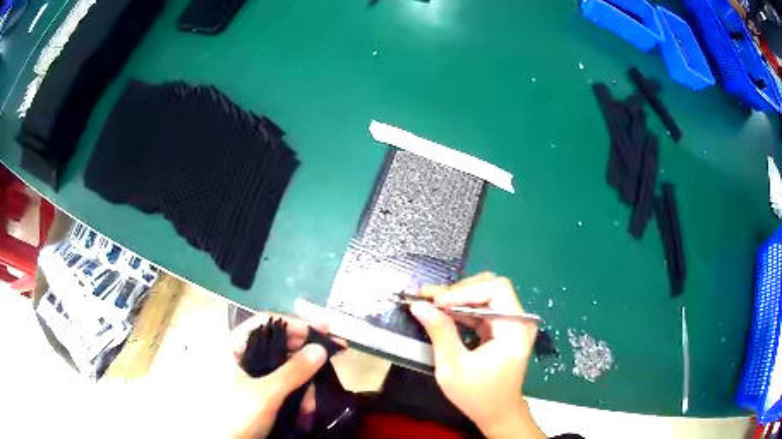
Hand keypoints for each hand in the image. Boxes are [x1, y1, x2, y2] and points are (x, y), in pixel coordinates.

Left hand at [225, 313, 329, 438]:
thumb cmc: (236, 415)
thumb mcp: (266, 394)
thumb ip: (293, 371)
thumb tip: (320, 349)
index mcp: (233, 347)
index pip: (266, 323)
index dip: (295, 324)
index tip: (323, 329)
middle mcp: (241, 357)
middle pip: (278, 346)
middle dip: (305, 358)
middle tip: (334, 354)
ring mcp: (250, 376)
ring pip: (284, 370)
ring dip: (303, 385)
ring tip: (311, 407)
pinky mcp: (259, 393)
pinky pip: (283, 386)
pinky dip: (297, 396)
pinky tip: (306, 411)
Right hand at [410, 273, 544, 438]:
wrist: (497, 413)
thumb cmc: (477, 396)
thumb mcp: (453, 367)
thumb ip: (440, 332)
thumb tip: (419, 305)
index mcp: (515, 330)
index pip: (496, 289)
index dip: (465, 291)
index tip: (435, 302)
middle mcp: (519, 321)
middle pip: (492, 287)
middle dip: (459, 290)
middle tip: (429, 298)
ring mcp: (513, 324)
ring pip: (486, 294)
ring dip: (458, 297)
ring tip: (431, 302)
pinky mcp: (504, 329)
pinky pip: (484, 308)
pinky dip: (463, 308)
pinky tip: (443, 312)